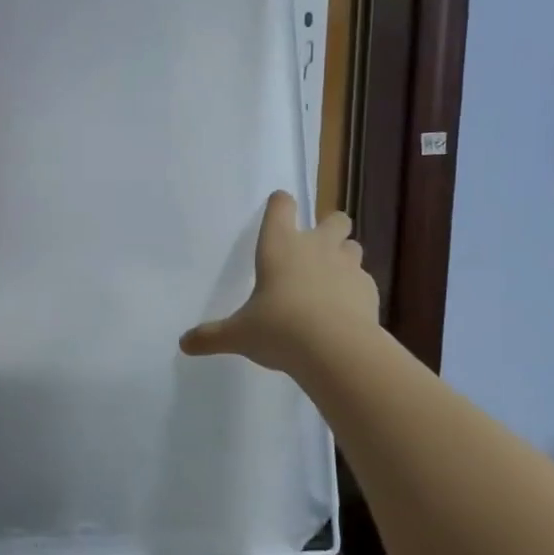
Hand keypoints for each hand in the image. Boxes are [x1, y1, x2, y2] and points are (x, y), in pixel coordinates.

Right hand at [180, 191, 378, 375]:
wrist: (335, 349)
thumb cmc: (279, 329)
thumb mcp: (239, 335)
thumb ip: (212, 336)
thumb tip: (184, 344)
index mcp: (280, 246)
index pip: (281, 207)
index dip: (280, 205)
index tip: (278, 207)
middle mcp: (317, 247)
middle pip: (334, 219)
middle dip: (328, 227)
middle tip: (315, 248)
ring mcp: (348, 266)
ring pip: (353, 246)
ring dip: (344, 255)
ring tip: (331, 279)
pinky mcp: (369, 289)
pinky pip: (364, 280)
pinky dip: (355, 290)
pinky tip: (344, 310)